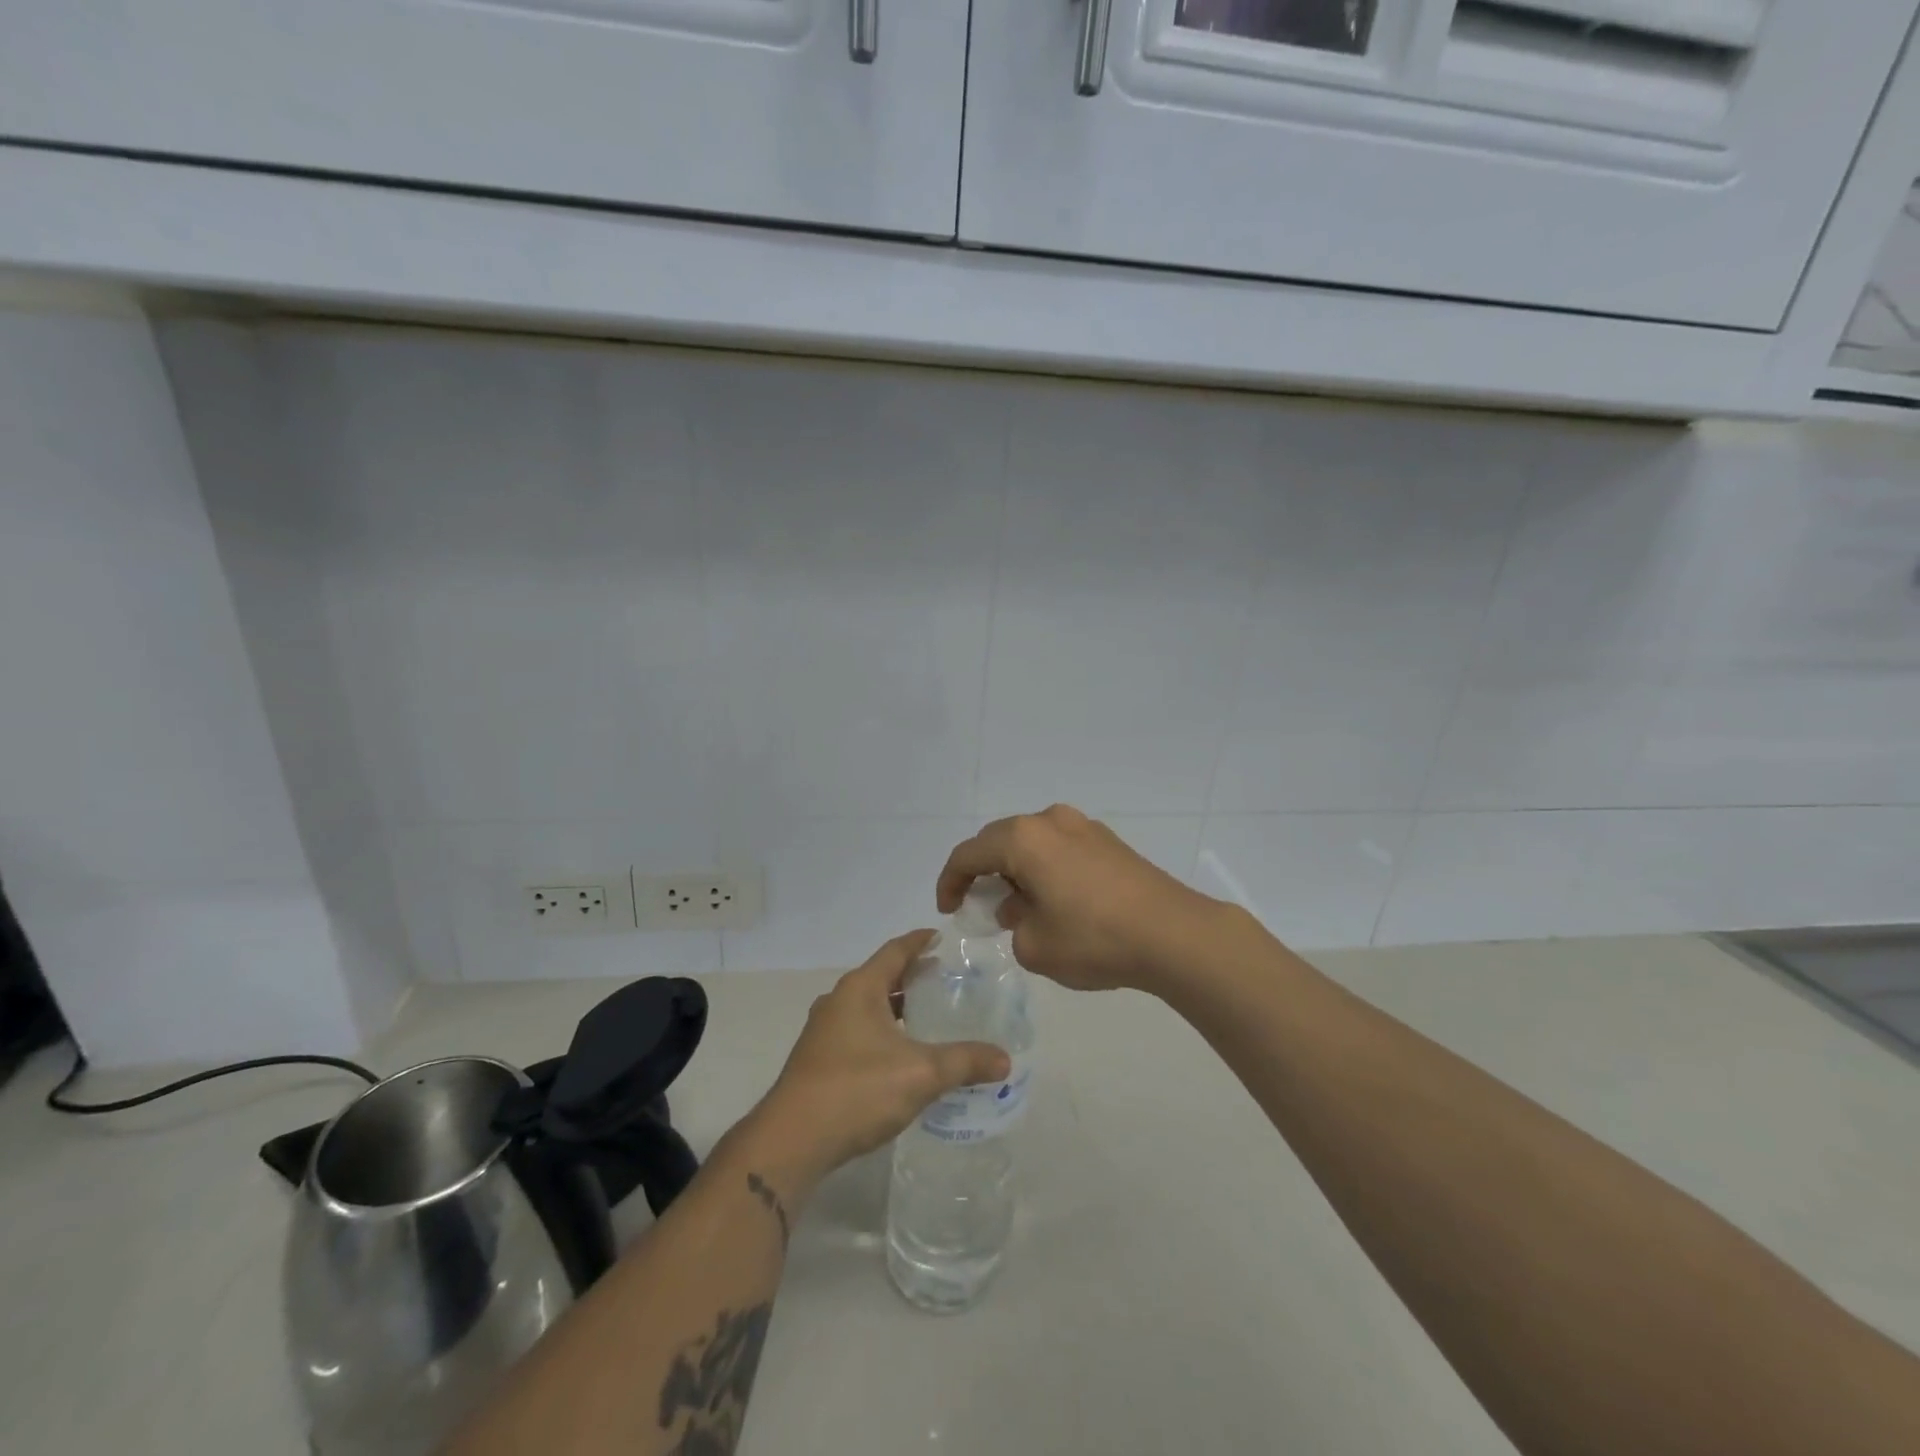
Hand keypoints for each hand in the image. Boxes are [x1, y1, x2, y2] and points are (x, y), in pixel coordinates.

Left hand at [744, 932, 1010, 1188]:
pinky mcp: (817, 1060)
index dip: (920, 941)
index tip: (942, 936)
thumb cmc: (857, 1090)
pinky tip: (901, 1055)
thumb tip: (1005, 1060)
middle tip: (946, 979)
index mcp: (860, 988)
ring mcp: (823, 1031)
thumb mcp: (921, 1073)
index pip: (895, 950)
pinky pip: (857, 1031)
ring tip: (929, 1016)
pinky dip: (882, 1031)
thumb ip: (965, 1062)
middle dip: (912, 976)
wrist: (792, 1141)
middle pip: (881, 976)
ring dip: (896, 1007)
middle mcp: (838, 1000)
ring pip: (868, 1006)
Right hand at [938, 804, 1226, 994]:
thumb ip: (1013, 925)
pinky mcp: (1110, 842)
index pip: (969, 853)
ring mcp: (1084, 827)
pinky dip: (1047, 870)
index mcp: (1023, 839)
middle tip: (980, 905)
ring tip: (1020, 908)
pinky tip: (1056, 902)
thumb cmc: (1094, 939)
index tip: (949, 909)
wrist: (1173, 934)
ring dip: (1018, 871)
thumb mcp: (1034, 946)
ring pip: (1033, 843)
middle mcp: (1050, 821)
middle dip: (984, 872)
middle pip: (1000, 841)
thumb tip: (1022, 908)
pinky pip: (1061, 849)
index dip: (950, 881)